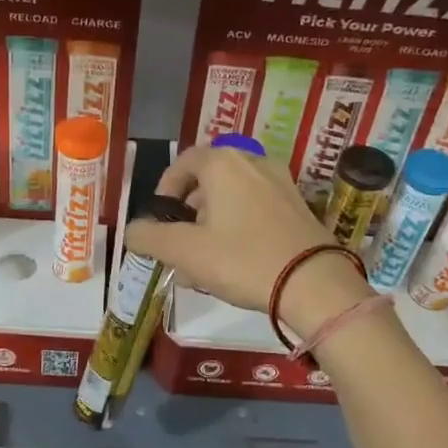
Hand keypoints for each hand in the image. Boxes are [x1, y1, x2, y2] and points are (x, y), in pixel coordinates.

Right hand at [123, 145, 372, 337]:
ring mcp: (281, 183)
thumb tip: (133, 232)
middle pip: (208, 180)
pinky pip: (256, 208)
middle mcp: (253, 162)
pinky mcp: (299, 206)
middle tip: (180, 246)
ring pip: (232, 197)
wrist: (315, 284)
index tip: (160, 221)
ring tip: (204, 261)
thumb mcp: (184, 252)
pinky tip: (235, 262)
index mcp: (223, 163)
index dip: (165, 190)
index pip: (183, 162)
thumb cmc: (243, 260)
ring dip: (212, 223)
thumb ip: (149, 238)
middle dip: (188, 213)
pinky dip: (238, 226)